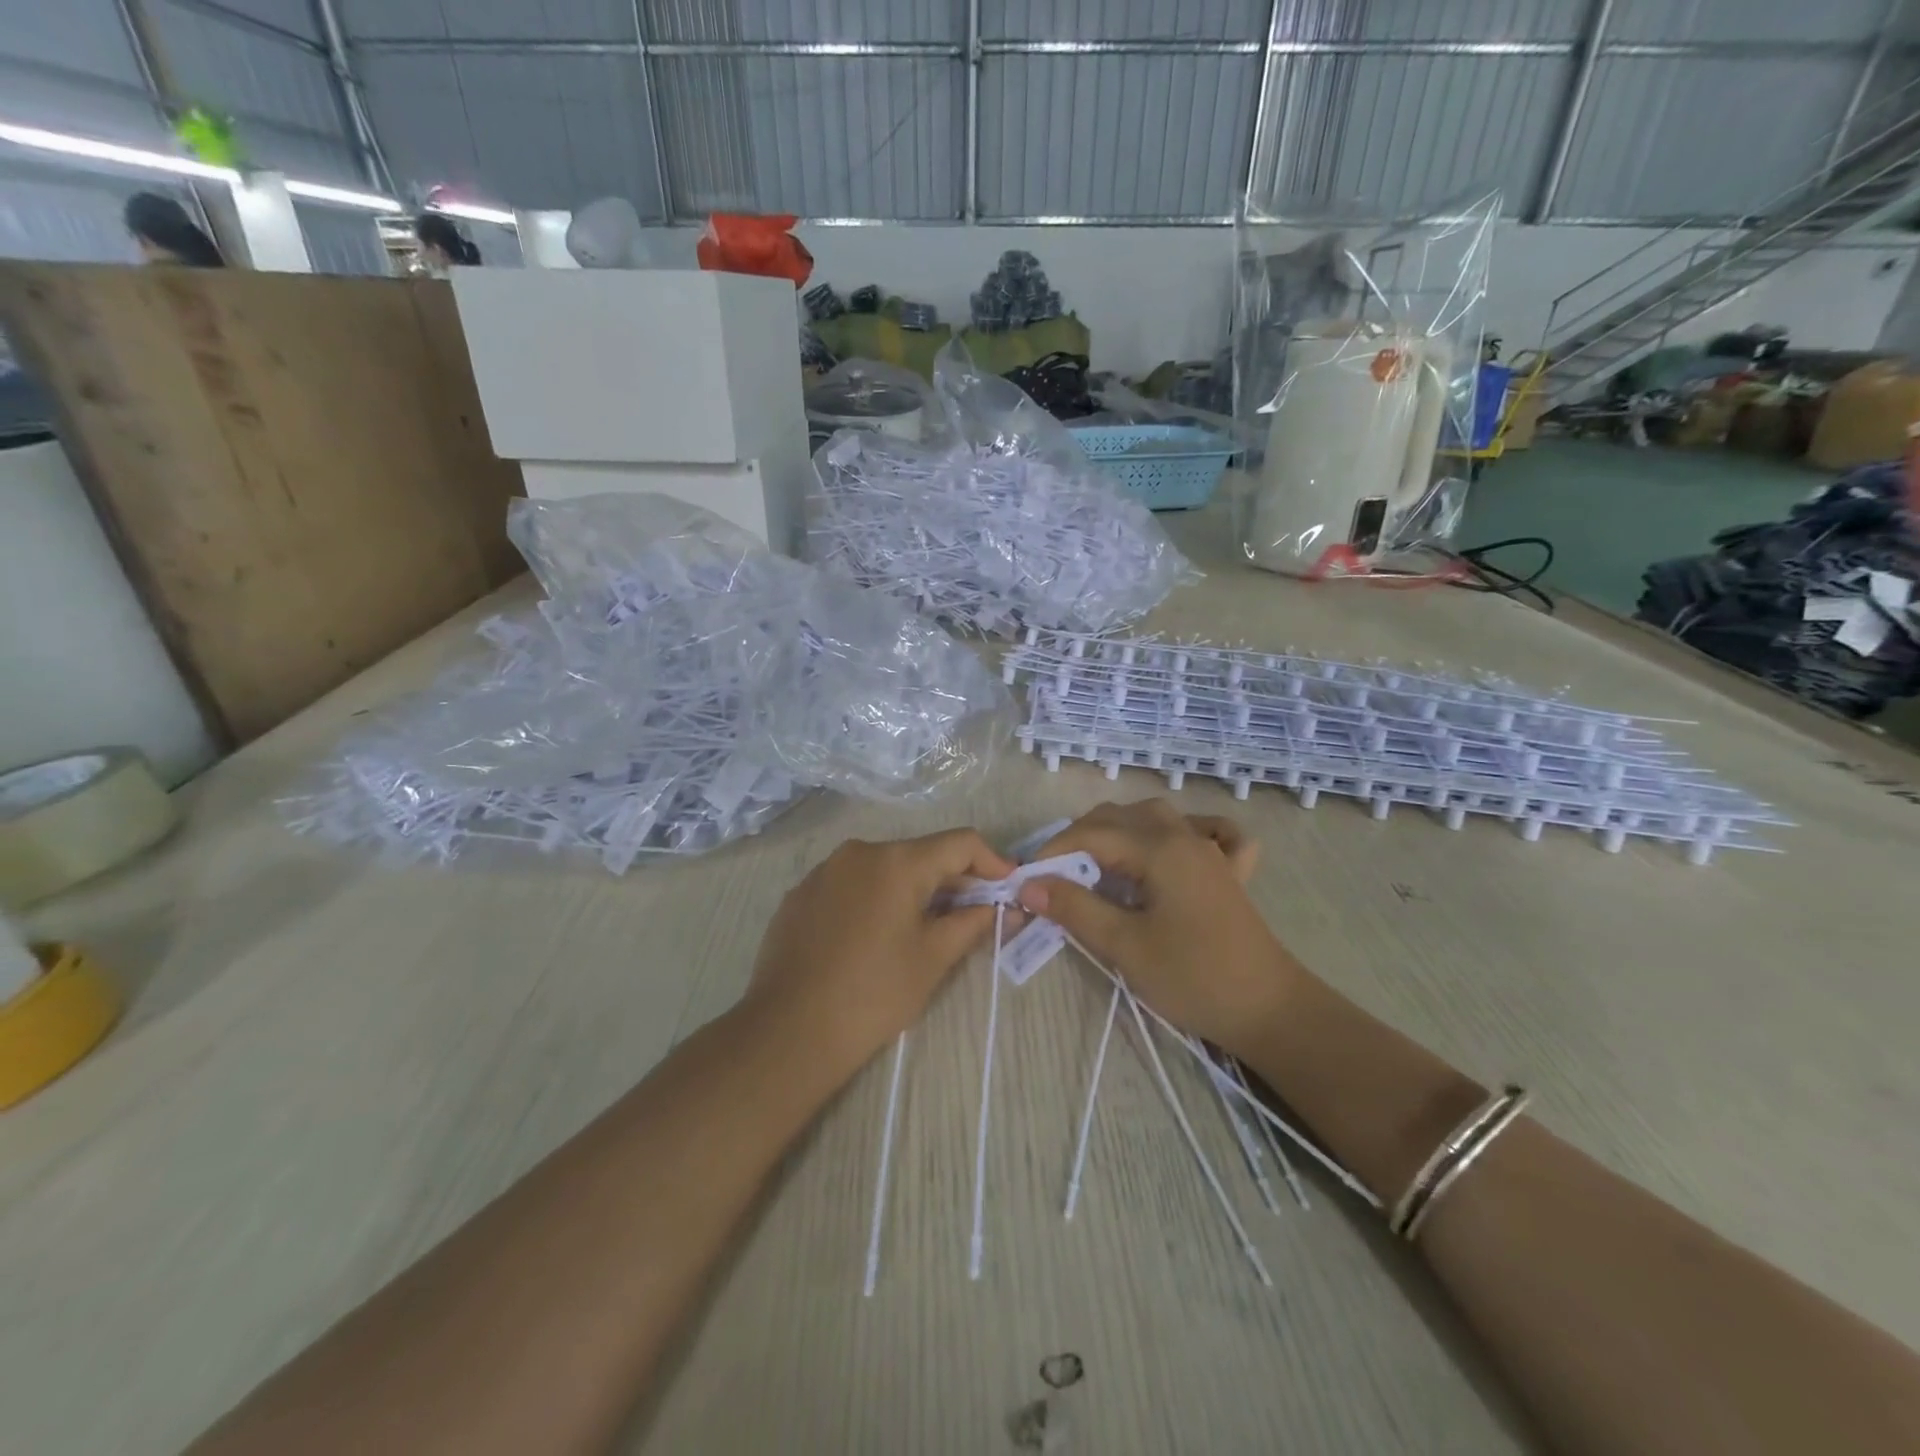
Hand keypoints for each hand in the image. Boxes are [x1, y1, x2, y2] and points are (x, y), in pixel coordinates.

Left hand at [745, 829, 1014, 1077]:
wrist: (789, 1031)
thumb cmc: (874, 993)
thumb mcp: (933, 957)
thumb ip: (973, 922)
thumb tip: (1005, 908)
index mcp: (897, 861)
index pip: (960, 843)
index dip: (992, 861)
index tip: (1009, 888)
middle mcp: (860, 851)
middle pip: (921, 854)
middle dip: (953, 880)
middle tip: (975, 915)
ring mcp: (824, 870)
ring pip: (885, 869)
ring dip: (913, 890)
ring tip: (925, 929)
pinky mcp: (801, 893)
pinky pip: (852, 885)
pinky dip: (875, 899)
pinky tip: (875, 937)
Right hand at [1017, 800, 1301, 1054]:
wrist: (1269, 1010)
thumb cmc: (1193, 977)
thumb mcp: (1125, 946)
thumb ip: (1076, 908)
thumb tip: (1030, 884)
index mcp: (1159, 848)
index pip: (1091, 834)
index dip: (1052, 853)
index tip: (1025, 880)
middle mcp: (1184, 836)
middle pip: (1120, 817)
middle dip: (1080, 838)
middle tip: (1055, 877)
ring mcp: (1210, 851)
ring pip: (1156, 817)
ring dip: (1121, 830)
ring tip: (1098, 863)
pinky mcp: (1228, 872)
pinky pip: (1208, 832)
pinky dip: (1185, 830)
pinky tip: (1175, 847)